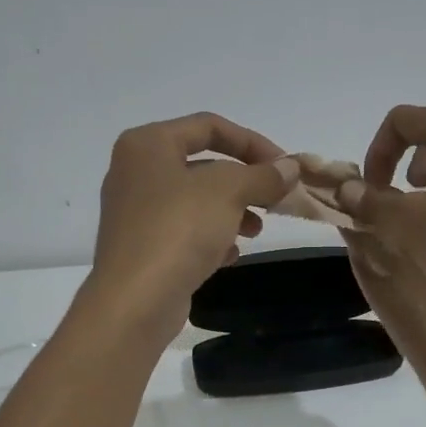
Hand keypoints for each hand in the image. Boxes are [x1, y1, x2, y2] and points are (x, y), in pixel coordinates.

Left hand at [83, 113, 297, 343]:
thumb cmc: (178, 229)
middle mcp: (136, 172)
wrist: (135, 300)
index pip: (209, 126)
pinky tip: (230, 255)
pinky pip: (184, 232)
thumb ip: (263, 175)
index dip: (253, 142)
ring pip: (196, 201)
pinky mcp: (142, 248)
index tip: (285, 167)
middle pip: (203, 165)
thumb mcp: (229, 191)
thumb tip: (290, 169)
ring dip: (232, 212)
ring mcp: (136, 212)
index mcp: (148, 144)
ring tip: (256, 231)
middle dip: (244, 182)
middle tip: (274, 200)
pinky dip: (210, 238)